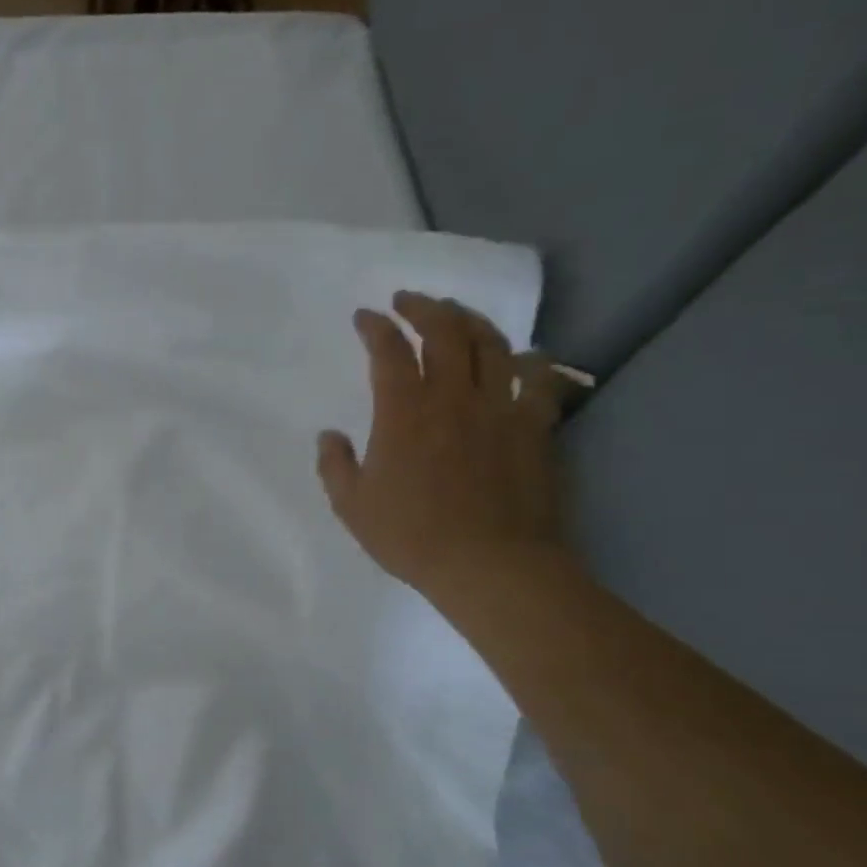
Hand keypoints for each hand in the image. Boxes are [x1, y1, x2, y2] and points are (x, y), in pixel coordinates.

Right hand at [316, 293, 566, 602]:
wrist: (491, 565)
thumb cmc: (412, 537)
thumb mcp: (352, 506)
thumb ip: (335, 465)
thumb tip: (329, 436)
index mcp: (403, 412)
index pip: (388, 351)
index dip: (375, 327)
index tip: (365, 317)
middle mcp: (452, 396)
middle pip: (444, 331)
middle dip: (423, 307)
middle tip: (409, 300)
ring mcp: (499, 408)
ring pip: (491, 344)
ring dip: (471, 320)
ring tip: (457, 314)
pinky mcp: (535, 426)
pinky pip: (538, 379)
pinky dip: (528, 360)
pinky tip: (521, 357)